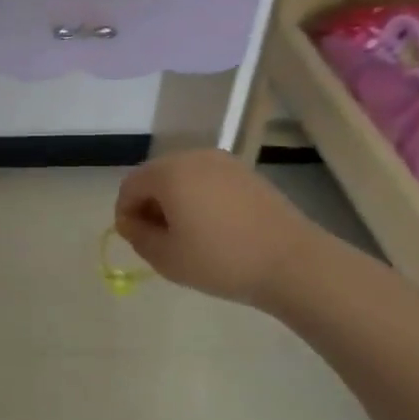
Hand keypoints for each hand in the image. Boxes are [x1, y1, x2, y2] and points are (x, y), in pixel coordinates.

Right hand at [114, 149, 321, 308]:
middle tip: (160, 240)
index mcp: (169, 173)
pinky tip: (215, 229)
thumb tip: (131, 222)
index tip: (137, 241)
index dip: (125, 214)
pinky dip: (202, 199)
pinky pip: (209, 181)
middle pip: (156, 177)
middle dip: (150, 205)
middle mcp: (194, 157)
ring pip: (184, 178)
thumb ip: (137, 236)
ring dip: (176, 202)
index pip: (130, 186)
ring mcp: (224, 162)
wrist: (292, 262)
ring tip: (189, 236)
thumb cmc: (221, 260)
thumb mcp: (166, 258)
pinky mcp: (247, 173)